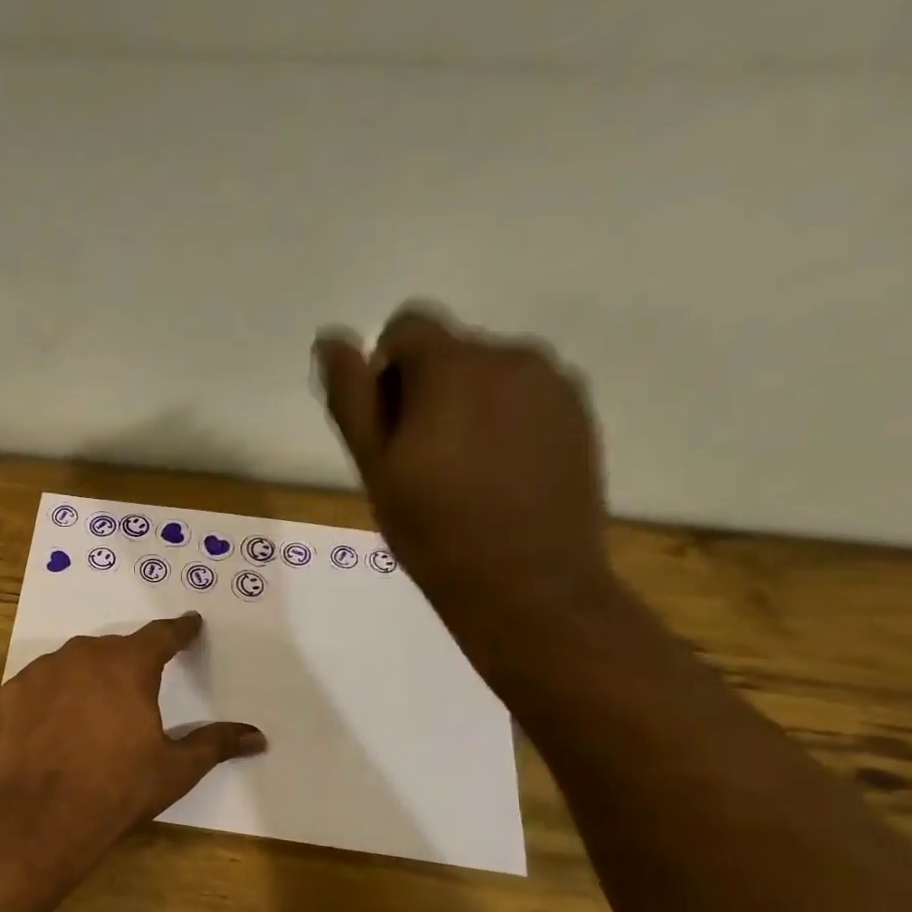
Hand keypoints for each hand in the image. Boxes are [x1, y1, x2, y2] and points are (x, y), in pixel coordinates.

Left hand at [0, 612, 264, 873]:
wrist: (43, 816)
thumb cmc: (118, 788)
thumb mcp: (175, 768)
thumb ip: (215, 743)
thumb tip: (258, 737)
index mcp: (129, 665)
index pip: (162, 636)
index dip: (180, 631)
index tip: (190, 624)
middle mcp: (85, 655)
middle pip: (115, 650)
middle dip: (130, 664)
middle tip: (138, 690)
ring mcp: (43, 671)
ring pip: (74, 663)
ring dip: (88, 678)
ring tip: (94, 713)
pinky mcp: (12, 692)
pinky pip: (41, 684)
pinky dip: (53, 696)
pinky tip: (56, 725)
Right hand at [313, 303, 611, 625]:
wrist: (527, 584)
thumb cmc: (434, 530)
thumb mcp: (375, 468)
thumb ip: (352, 398)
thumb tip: (331, 341)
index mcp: (453, 366)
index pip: (407, 326)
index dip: (385, 371)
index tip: (387, 428)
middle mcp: (511, 356)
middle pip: (450, 350)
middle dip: (427, 390)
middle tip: (420, 461)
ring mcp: (554, 384)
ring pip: (490, 373)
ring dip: (467, 404)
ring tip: (463, 472)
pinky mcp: (579, 413)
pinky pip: (526, 396)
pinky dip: (504, 421)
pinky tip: (501, 475)